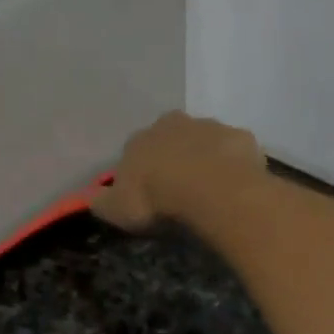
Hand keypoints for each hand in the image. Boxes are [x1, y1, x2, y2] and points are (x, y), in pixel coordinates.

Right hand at [90, 111, 265, 232]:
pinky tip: (235, 188)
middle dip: (175, 160)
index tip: (148, 196)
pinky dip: (234, 166)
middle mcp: (173, 123)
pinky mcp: (241, 138)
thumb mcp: (116, 209)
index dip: (142, 174)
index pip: (135, 152)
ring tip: (210, 192)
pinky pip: (235, 153)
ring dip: (206, 161)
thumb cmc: (156, 199)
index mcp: (140, 139)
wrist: (208, 189)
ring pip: (205, 142)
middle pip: (172, 140)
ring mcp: (211, 126)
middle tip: (181, 191)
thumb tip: (92, 197)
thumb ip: (102, 201)